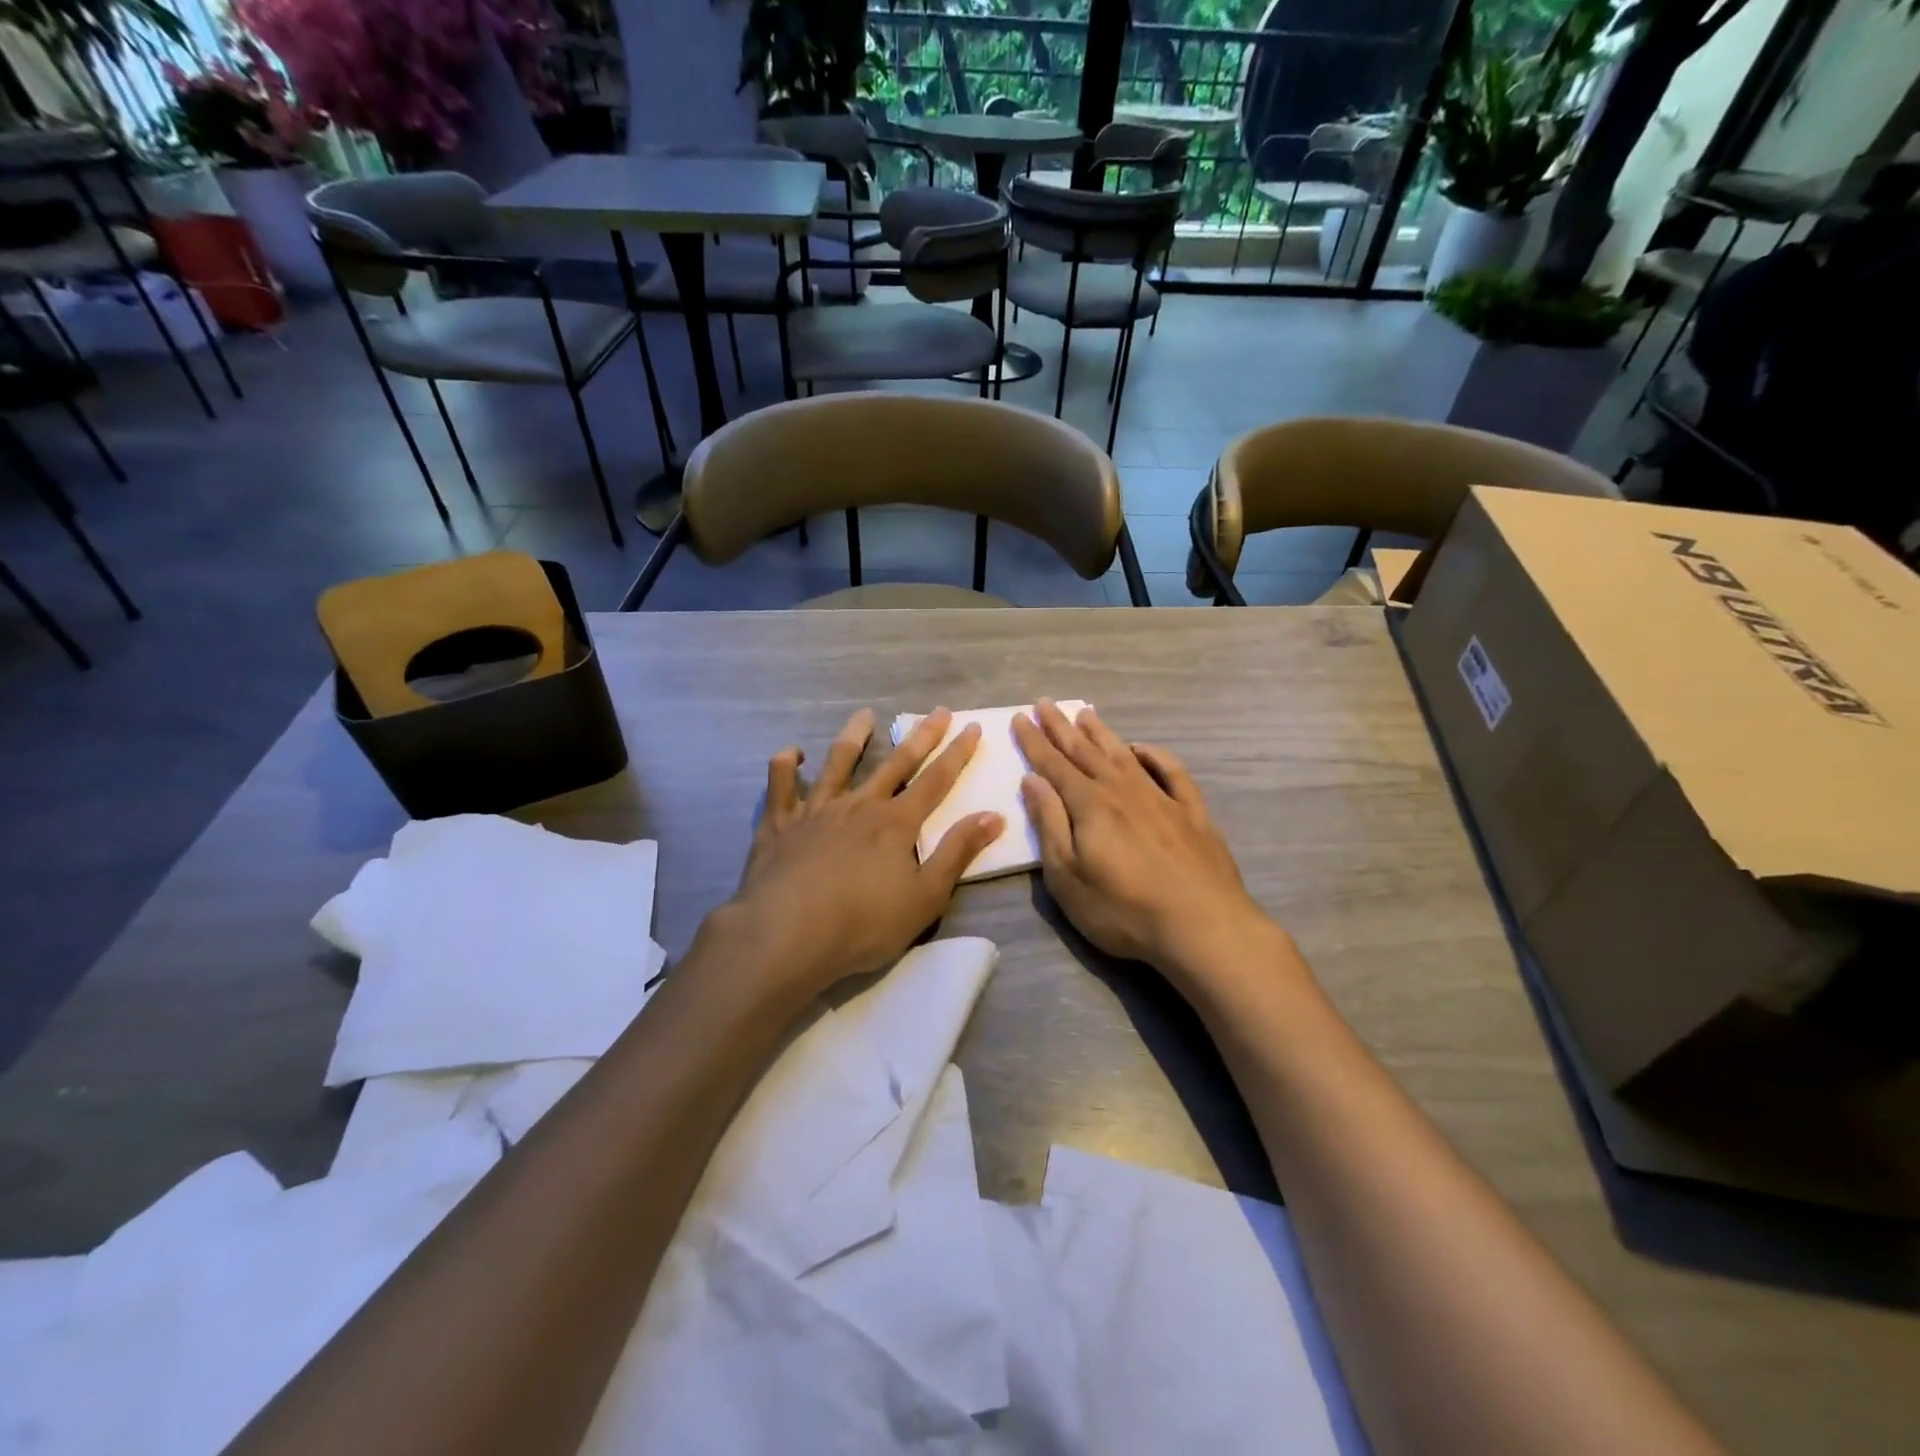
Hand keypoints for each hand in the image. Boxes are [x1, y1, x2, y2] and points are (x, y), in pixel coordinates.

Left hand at [711, 707, 1002, 999]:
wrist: (787, 934)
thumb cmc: (863, 923)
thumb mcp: (926, 897)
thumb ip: (958, 853)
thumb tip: (993, 815)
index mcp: (897, 823)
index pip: (936, 781)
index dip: (957, 754)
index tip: (971, 727)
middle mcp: (860, 805)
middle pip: (896, 763)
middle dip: (921, 736)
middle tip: (938, 711)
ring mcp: (817, 809)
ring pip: (838, 762)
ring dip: (854, 736)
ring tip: (865, 715)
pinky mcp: (780, 823)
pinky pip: (780, 784)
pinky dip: (785, 764)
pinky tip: (792, 753)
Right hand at [1012, 701, 1285, 985]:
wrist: (1202, 927)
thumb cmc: (1123, 910)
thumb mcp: (1068, 876)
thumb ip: (1050, 824)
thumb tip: (1033, 780)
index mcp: (1090, 805)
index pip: (1054, 765)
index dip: (1035, 742)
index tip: (1021, 717)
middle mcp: (1123, 791)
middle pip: (1085, 752)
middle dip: (1061, 728)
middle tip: (1045, 703)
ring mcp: (1161, 799)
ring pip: (1124, 755)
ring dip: (1102, 733)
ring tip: (1085, 713)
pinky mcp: (1192, 813)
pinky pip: (1171, 772)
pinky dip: (1155, 755)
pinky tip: (1143, 748)